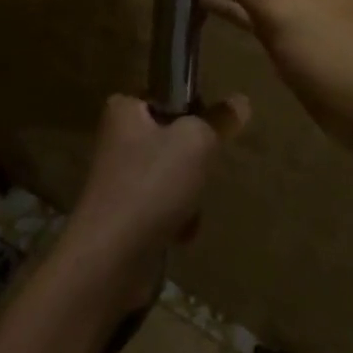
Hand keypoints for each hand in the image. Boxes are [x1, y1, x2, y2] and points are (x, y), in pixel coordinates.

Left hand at [61, 94, 247, 295]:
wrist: (111, 257)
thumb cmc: (152, 184)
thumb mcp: (196, 142)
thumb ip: (219, 120)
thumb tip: (241, 102)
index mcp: (124, 109)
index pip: (167, 95)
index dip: (194, 110)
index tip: (210, 131)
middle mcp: (117, 139)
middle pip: (173, 139)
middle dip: (194, 161)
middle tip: (201, 173)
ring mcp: (119, 178)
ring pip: (172, 176)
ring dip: (189, 195)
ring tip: (188, 210)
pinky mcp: (124, 214)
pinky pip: (163, 207)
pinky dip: (176, 219)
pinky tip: (179, 233)